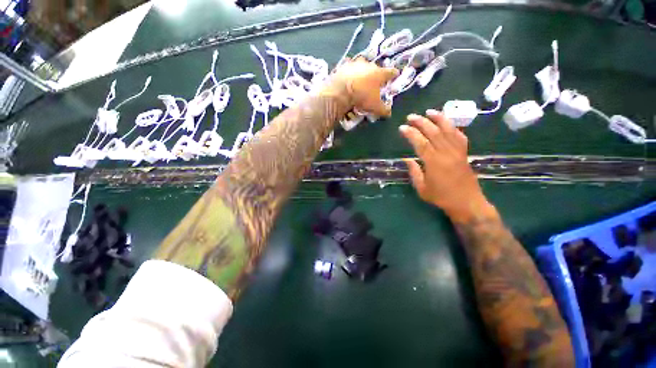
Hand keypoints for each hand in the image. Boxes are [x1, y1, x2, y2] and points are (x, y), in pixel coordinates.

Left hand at [329, 57, 398, 116]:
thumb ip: (384, 110)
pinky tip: (348, 80)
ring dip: (362, 73)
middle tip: (374, 83)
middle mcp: (369, 65)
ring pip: (362, 67)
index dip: (394, 74)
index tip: (395, 75)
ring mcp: (356, 64)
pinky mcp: (344, 66)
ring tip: (360, 81)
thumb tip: (389, 114)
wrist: (341, 91)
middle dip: (376, 75)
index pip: (391, 72)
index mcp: (380, 73)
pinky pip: (349, 68)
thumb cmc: (362, 97)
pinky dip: (350, 74)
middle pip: (376, 69)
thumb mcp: (375, 107)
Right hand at [399, 110, 495, 222]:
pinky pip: (460, 136)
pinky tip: (446, 123)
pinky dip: (453, 127)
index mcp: (434, 163)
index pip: (421, 143)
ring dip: (438, 119)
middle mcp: (447, 153)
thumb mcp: (422, 188)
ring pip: (448, 130)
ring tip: (429, 111)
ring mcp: (458, 152)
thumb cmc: (441, 197)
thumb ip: (414, 172)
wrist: (467, 203)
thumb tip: (407, 159)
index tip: (402, 128)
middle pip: (434, 132)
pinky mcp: (464, 153)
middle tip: (411, 116)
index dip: (411, 134)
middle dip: (421, 122)